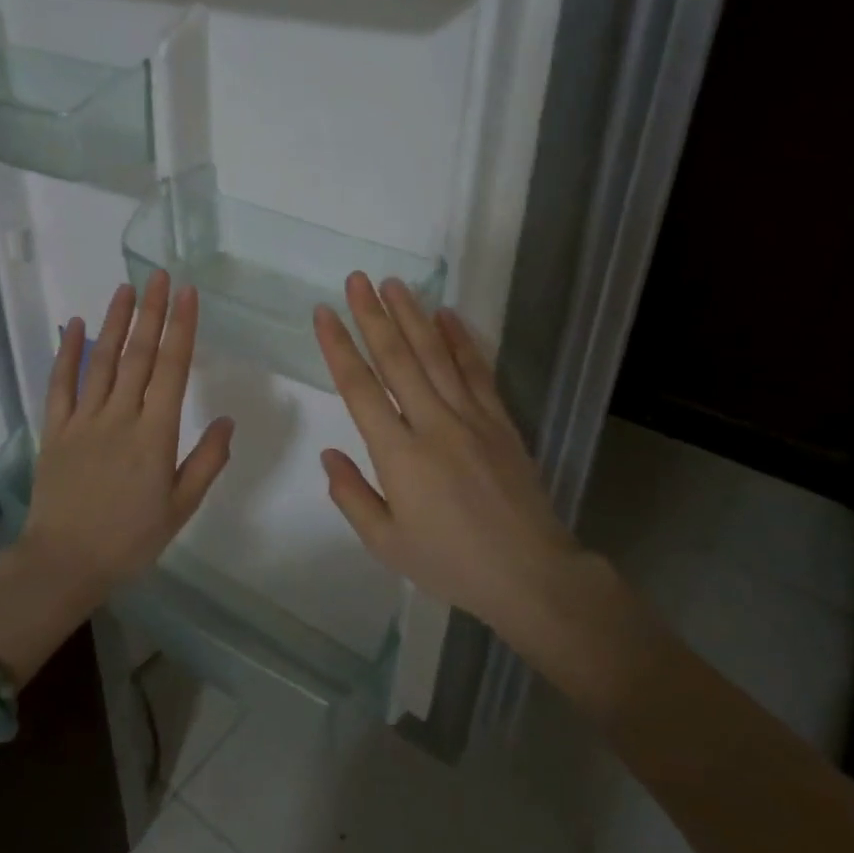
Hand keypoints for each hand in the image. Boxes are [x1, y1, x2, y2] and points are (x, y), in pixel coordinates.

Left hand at [20, 270, 234, 592]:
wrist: (64, 563)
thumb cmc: (130, 540)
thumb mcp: (181, 509)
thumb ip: (206, 462)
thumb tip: (227, 420)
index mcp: (155, 435)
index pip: (172, 369)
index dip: (181, 328)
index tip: (187, 295)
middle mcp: (120, 417)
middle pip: (138, 354)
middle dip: (151, 312)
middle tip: (159, 275)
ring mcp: (84, 420)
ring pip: (102, 360)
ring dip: (115, 321)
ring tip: (126, 288)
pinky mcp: (55, 429)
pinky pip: (60, 384)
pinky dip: (67, 352)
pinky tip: (74, 324)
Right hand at [313, 273, 589, 630]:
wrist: (530, 573)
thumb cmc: (451, 563)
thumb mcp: (387, 544)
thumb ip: (352, 496)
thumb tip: (329, 455)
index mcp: (399, 455)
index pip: (360, 389)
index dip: (338, 347)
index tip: (324, 314)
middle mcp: (433, 424)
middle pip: (397, 359)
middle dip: (373, 316)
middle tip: (357, 279)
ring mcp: (471, 418)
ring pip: (436, 355)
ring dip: (412, 316)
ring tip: (394, 284)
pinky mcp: (500, 420)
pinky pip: (477, 371)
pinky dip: (461, 340)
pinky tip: (447, 315)